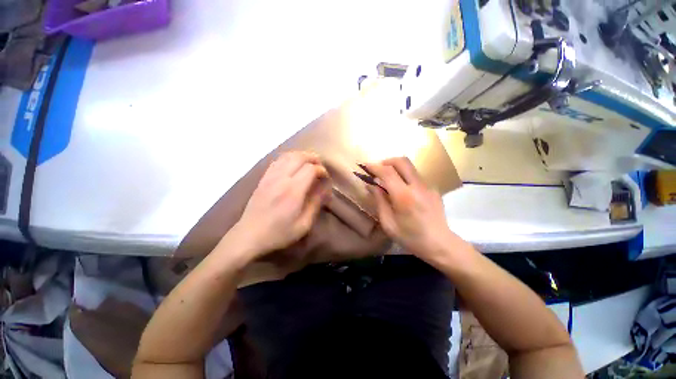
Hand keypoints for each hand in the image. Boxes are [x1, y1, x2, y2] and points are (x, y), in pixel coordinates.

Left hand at [235, 151, 330, 257]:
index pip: (311, 169)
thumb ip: (316, 203)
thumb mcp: (304, 224)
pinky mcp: (263, 178)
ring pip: (288, 155)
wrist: (249, 235)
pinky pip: (277, 161)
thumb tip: (325, 188)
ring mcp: (270, 176)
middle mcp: (281, 179)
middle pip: (299, 157)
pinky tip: (293, 165)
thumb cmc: (279, 233)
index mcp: (293, 191)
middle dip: (313, 158)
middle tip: (320, 167)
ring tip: (309, 164)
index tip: (326, 179)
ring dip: (302, 156)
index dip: (322, 170)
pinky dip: (289, 158)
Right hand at [364, 157, 456, 259]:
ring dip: (396, 168)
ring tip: (387, 179)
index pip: (387, 172)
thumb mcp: (388, 223)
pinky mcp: (433, 189)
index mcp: (404, 196)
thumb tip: (371, 186)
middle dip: (386, 161)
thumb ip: (379, 201)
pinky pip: (415, 176)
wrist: (440, 244)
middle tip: (377, 169)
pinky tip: (401, 190)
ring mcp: (428, 186)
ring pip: (410, 167)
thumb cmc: (410, 237)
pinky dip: (404, 177)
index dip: (375, 167)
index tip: (365, 166)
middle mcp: (417, 186)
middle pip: (402, 161)